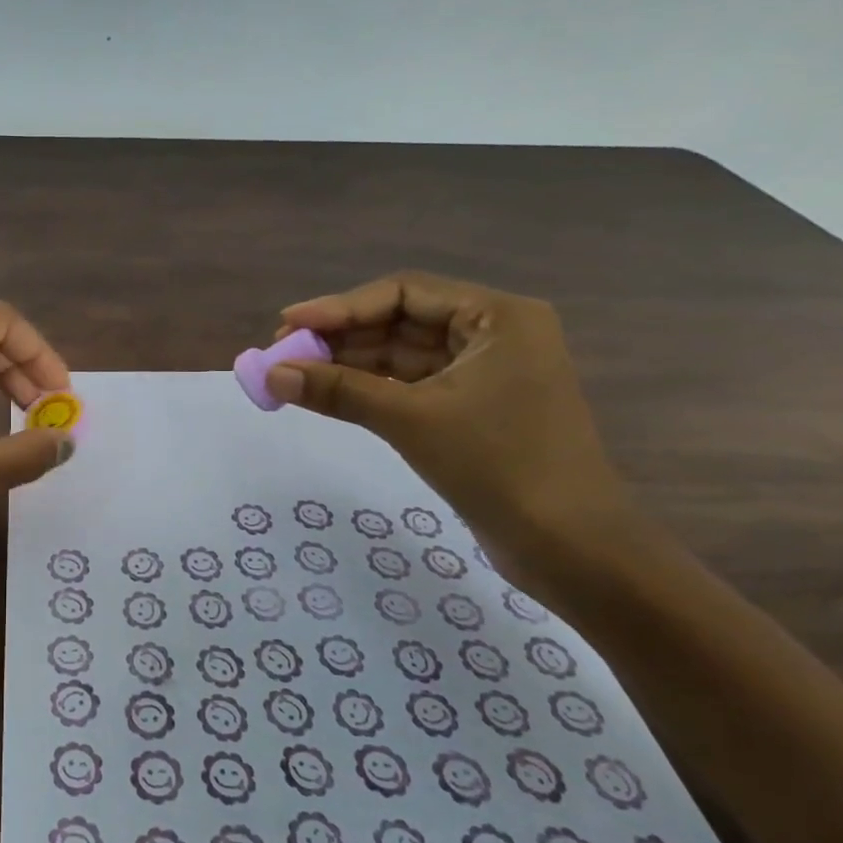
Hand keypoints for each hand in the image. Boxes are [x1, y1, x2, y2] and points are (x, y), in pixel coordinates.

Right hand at [265, 272, 636, 576]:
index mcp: (497, 317)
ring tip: (294, 375)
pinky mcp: (474, 408)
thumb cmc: (499, 467)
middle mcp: (494, 334)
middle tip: (283, 354)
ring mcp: (485, 372)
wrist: (571, 549)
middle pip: (400, 320)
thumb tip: (271, 375)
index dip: (339, 306)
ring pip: (401, 354)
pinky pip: (410, 384)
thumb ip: (338, 390)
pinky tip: (328, 394)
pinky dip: (369, 388)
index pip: (403, 293)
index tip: (287, 323)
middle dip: (340, 337)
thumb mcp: (411, 420)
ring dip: (349, 364)